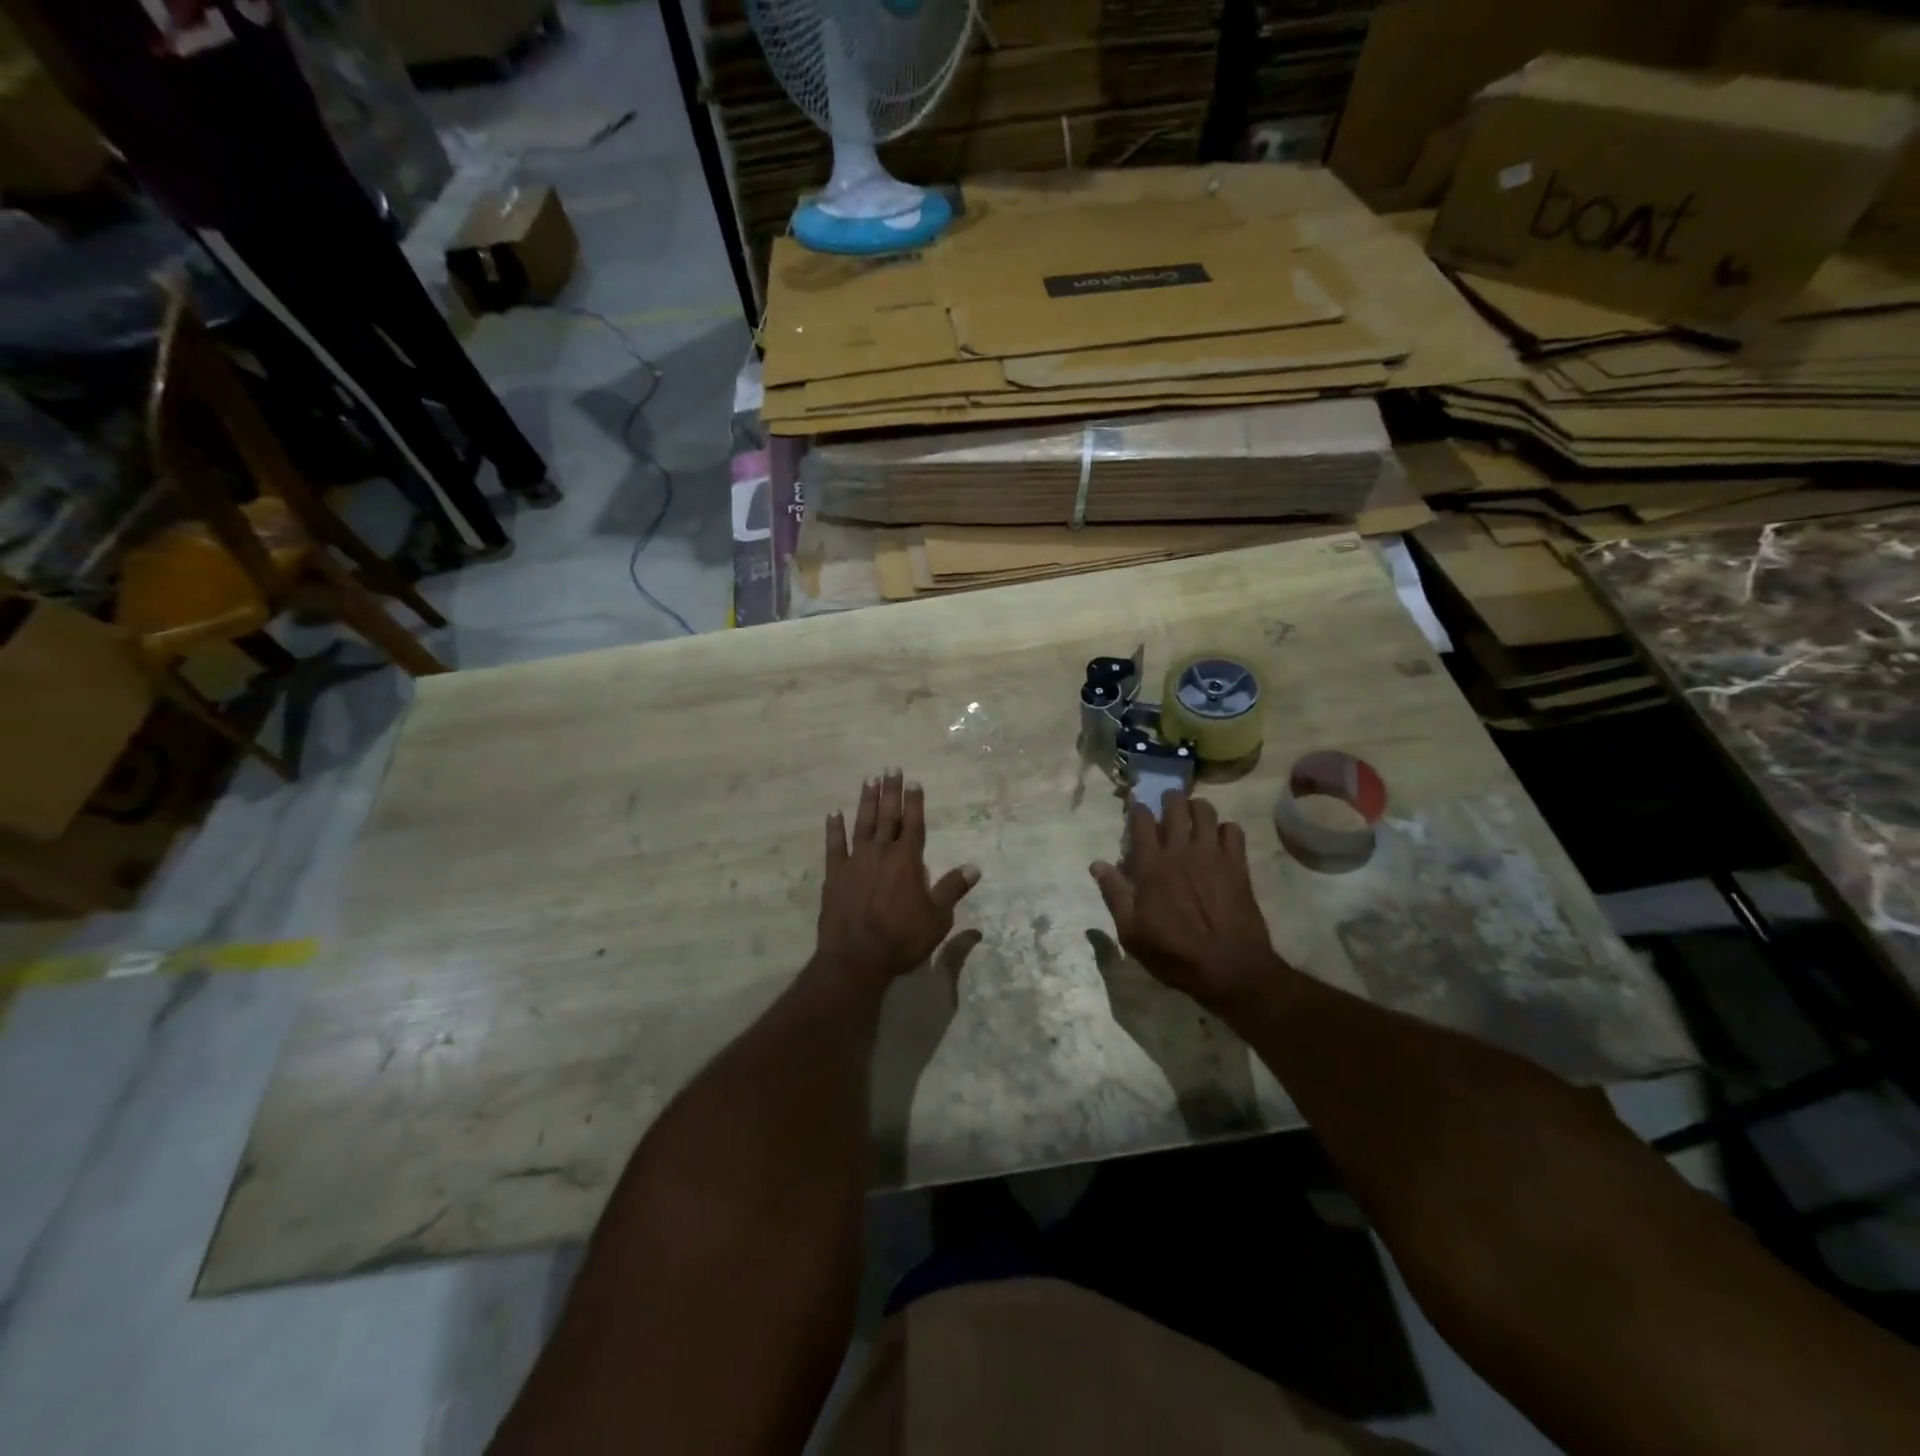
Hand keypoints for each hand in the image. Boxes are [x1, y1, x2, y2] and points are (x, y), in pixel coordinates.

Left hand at [816, 771, 979, 985]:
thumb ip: (953, 889)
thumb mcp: (937, 918)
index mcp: (908, 860)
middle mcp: (882, 853)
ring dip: (866, 802)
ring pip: (862, 824)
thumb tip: (974, 867)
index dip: (915, 802)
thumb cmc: (902, 938)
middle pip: (888, 816)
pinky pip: (834, 846)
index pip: (913, 824)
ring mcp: (855, 862)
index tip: (914, 781)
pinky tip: (834, 813)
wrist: (856, 957)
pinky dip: (834, 829)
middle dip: (891, 791)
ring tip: (869, 780)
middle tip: (891, 768)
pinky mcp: (834, 875)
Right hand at [1091, 795, 1286, 1012]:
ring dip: (1196, 808)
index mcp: (1152, 866)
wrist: (1230, 967)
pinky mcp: (1238, 865)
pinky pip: (1233, 831)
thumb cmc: (1174, 953)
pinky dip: (1225, 828)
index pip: (1142, 821)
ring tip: (1193, 814)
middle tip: (1166, 803)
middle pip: (1176, 807)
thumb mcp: (1131, 932)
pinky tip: (1220, 838)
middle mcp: (1181, 851)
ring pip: (1206, 812)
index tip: (1135, 803)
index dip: (1137, 807)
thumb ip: (1114, 894)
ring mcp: (1212, 855)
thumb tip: (1097, 864)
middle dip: (1169, 798)